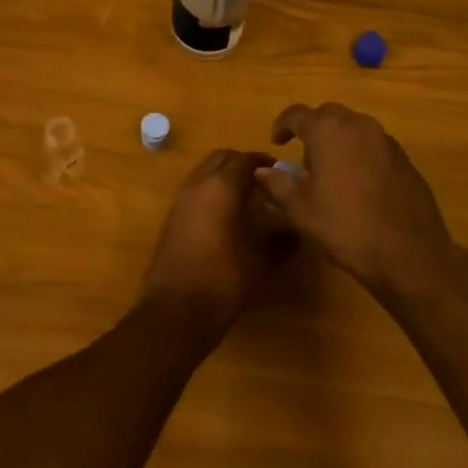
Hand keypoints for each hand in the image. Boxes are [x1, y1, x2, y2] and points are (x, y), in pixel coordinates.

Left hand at [140, 149, 290, 343]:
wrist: (177, 308)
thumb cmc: (225, 278)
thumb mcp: (261, 261)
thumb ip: (281, 242)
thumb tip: (296, 233)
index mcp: (222, 186)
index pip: (245, 159)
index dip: (263, 162)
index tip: (280, 171)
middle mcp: (198, 184)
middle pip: (221, 158)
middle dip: (241, 163)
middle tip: (262, 180)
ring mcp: (181, 199)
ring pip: (204, 172)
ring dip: (223, 176)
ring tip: (245, 196)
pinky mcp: (171, 216)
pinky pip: (194, 189)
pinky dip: (210, 191)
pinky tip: (224, 215)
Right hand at [255, 103, 458, 303]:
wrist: (408, 253)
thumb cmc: (344, 226)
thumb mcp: (300, 209)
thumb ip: (277, 184)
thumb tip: (261, 170)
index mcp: (328, 130)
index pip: (297, 114)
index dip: (282, 125)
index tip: (277, 142)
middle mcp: (358, 125)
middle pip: (329, 115)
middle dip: (313, 130)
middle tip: (304, 159)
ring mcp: (386, 140)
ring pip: (354, 128)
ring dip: (339, 141)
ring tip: (331, 172)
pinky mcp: (405, 159)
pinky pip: (374, 146)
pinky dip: (360, 155)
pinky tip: (359, 185)